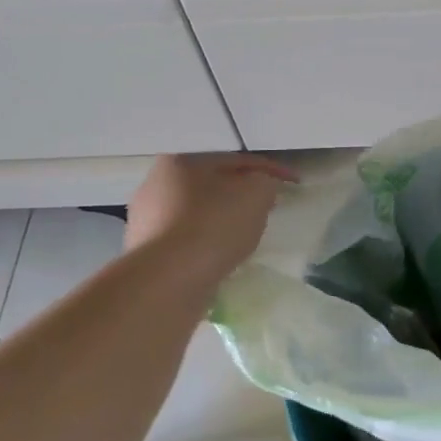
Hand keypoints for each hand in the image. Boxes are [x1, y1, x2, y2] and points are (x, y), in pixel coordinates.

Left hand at [124, 154, 297, 284]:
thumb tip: (261, 188)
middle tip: (269, 207)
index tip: (295, 182)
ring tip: (248, 235)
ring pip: (199, 213)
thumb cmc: (214, 226)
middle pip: (213, 185)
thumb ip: (265, 183)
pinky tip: (223, 255)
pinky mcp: (146, 252)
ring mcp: (146, 220)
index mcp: (180, 161)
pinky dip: (208, 243)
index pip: (236, 160)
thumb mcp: (256, 194)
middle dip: (242, 194)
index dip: (270, 170)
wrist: (168, 280)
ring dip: (224, 220)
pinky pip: (188, 240)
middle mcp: (155, 185)